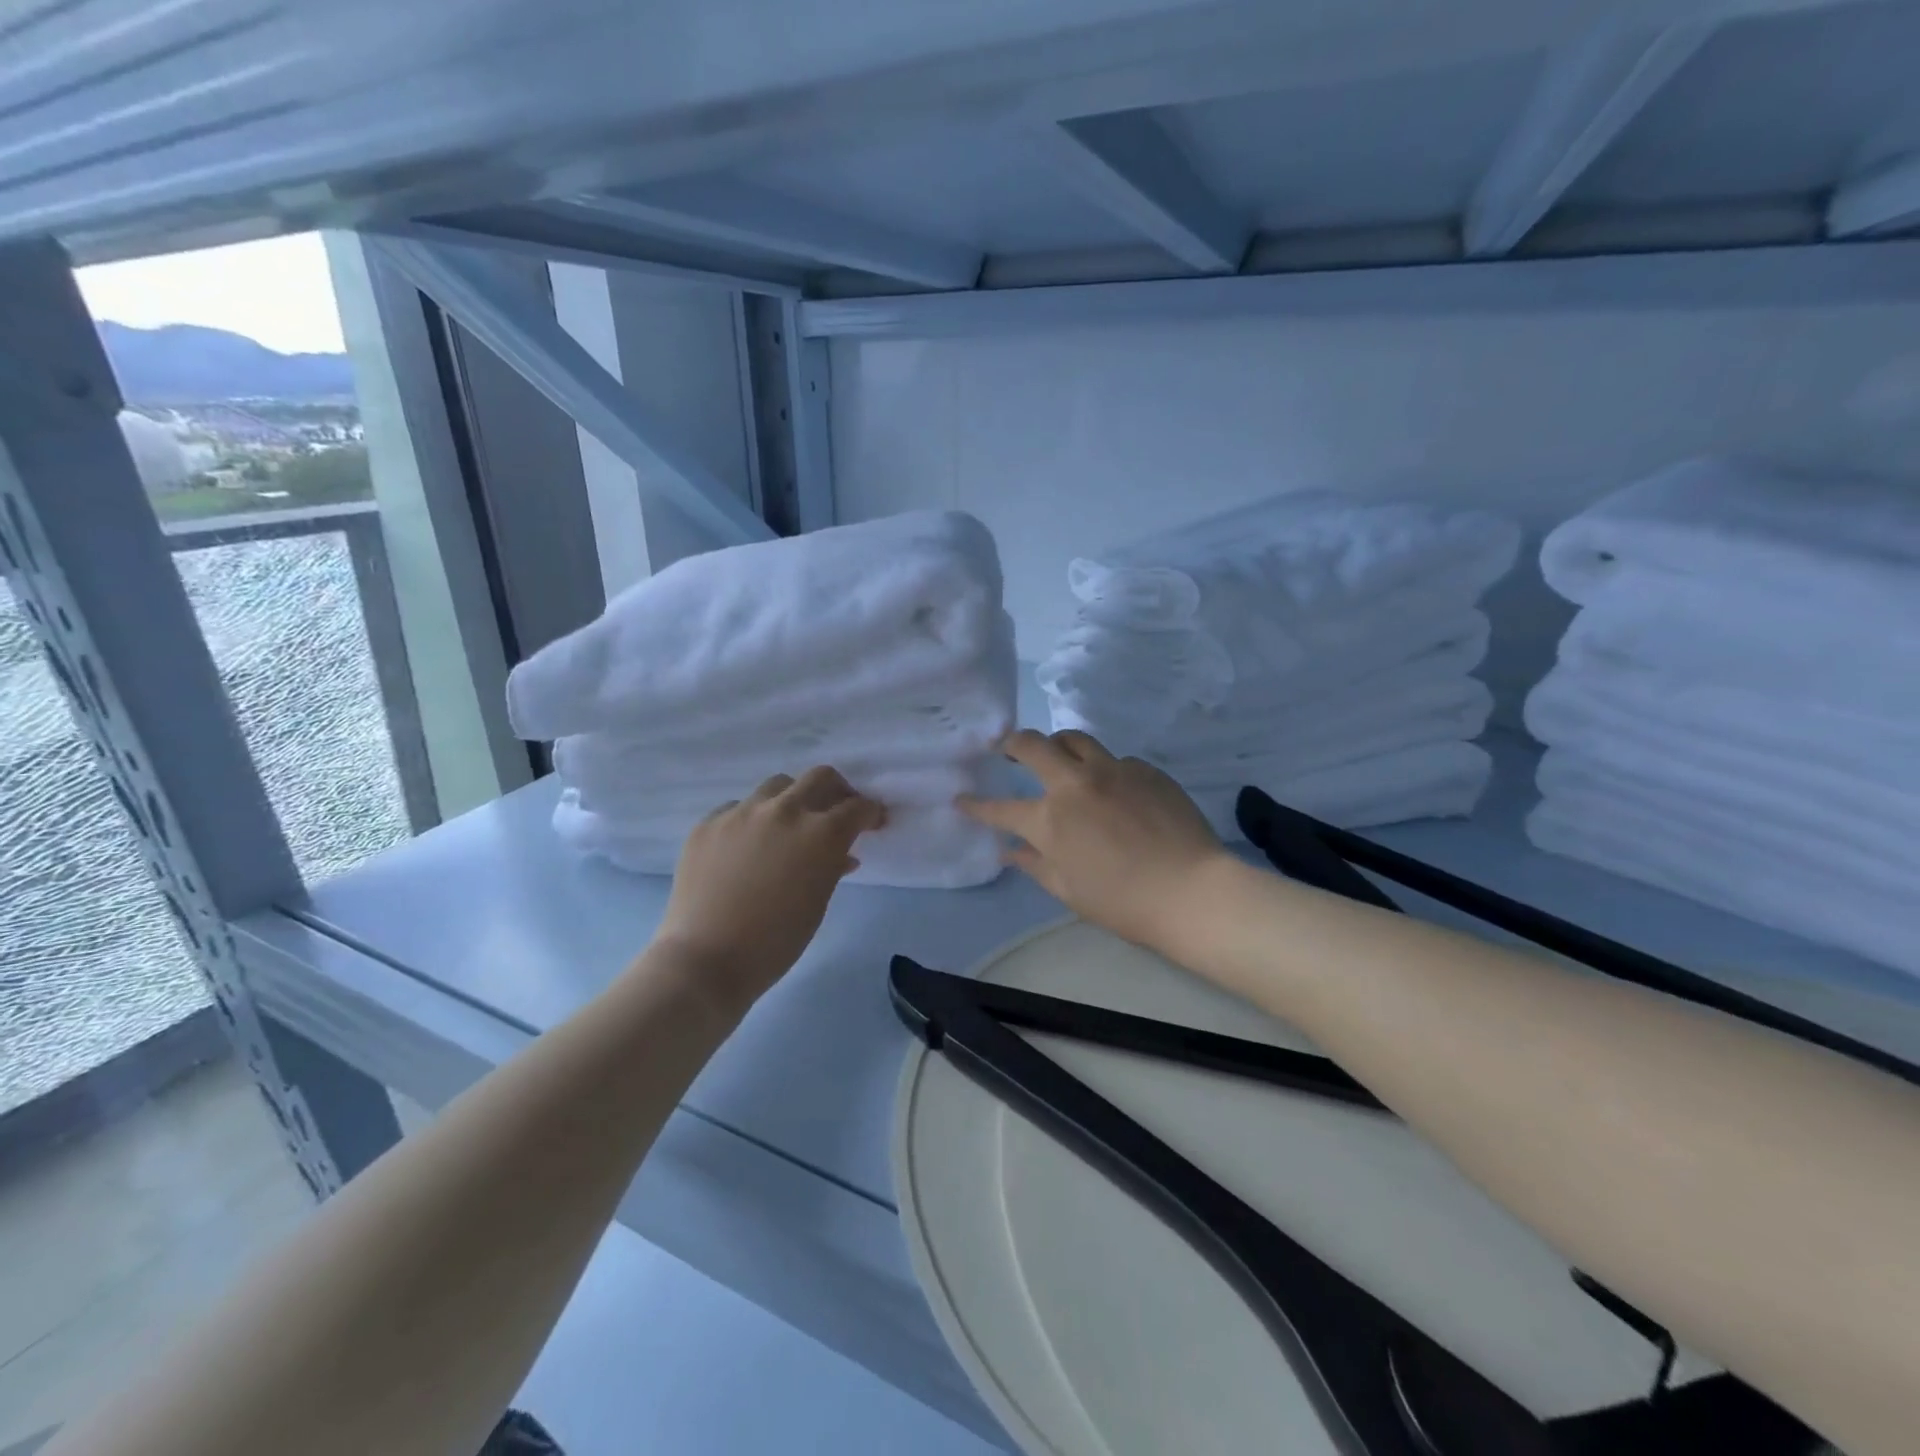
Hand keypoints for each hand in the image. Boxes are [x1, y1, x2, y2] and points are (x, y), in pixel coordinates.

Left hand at [655, 767, 883, 1006]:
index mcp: (821, 833)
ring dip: (792, 799)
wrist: (706, 960)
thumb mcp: (818, 903)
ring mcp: (742, 812)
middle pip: (820, 777)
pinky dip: (753, 820)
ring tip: (789, 826)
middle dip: (837, 791)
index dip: (870, 813)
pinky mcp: (709, 823)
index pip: (857, 807)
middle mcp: (784, 810)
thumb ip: (833, 867)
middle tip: (837, 812)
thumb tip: (841, 854)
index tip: (872, 822)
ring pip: (777, 785)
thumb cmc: (776, 942)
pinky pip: (738, 808)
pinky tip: (747, 846)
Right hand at [958, 729, 1229, 954]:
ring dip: (1058, 745)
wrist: (1192, 890)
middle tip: (1008, 749)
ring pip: (1075, 739)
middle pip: (1033, 745)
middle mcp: (1075, 784)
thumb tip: (1009, 850)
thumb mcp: (1070, 890)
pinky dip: (1104, 770)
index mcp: (1050, 820)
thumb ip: (1034, 864)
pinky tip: (1114, 790)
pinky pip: (1116, 759)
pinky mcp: (1146, 769)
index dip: (976, 805)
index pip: (1001, 808)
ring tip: (1059, 757)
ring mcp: (1113, 770)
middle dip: (1012, 743)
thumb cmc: (1123, 902)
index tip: (962, 798)